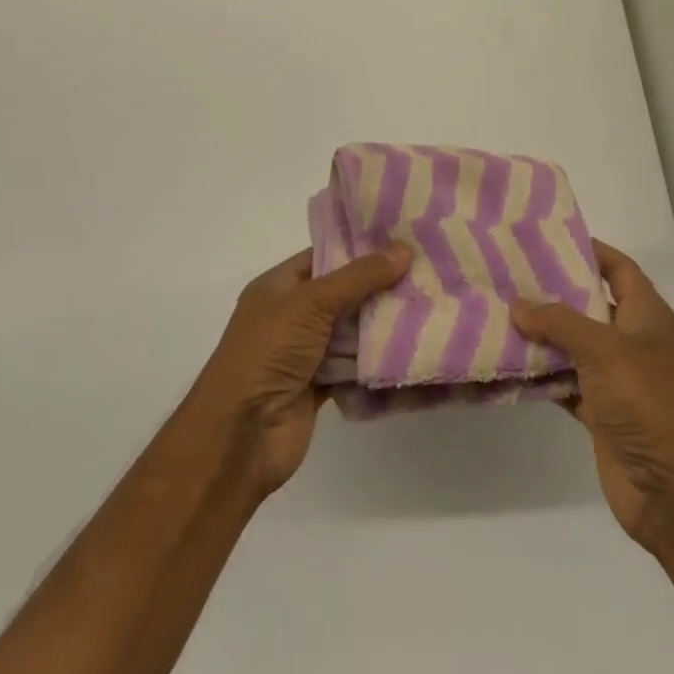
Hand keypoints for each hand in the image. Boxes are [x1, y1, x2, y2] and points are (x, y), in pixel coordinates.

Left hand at [188, 244, 410, 497]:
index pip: (325, 256)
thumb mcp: (310, 302)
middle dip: (382, 286)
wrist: (241, 435)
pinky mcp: (322, 385)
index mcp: (279, 286)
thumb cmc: (267, 353)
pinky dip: (379, 360)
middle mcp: (292, 315)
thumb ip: (359, 276)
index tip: (405, 239)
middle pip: (345, 293)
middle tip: (429, 272)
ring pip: (354, 330)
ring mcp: (307, 352)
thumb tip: (404, 249)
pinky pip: (357, 365)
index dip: (362, 248)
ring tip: (432, 306)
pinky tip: (415, 349)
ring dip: (384, 324)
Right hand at [510, 241, 673, 553]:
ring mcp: (616, 378)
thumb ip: (558, 321)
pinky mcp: (600, 411)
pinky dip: (542, 374)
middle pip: (590, 304)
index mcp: (646, 315)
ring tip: (498, 311)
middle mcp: (632, 340)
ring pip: (573, 345)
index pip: (618, 268)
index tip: (546, 238)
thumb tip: (517, 304)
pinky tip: (508, 362)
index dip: (589, 250)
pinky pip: (565, 382)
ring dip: (542, 334)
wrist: (672, 489)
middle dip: (553, 291)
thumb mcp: (603, 349)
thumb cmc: (646, 402)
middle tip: (509, 273)